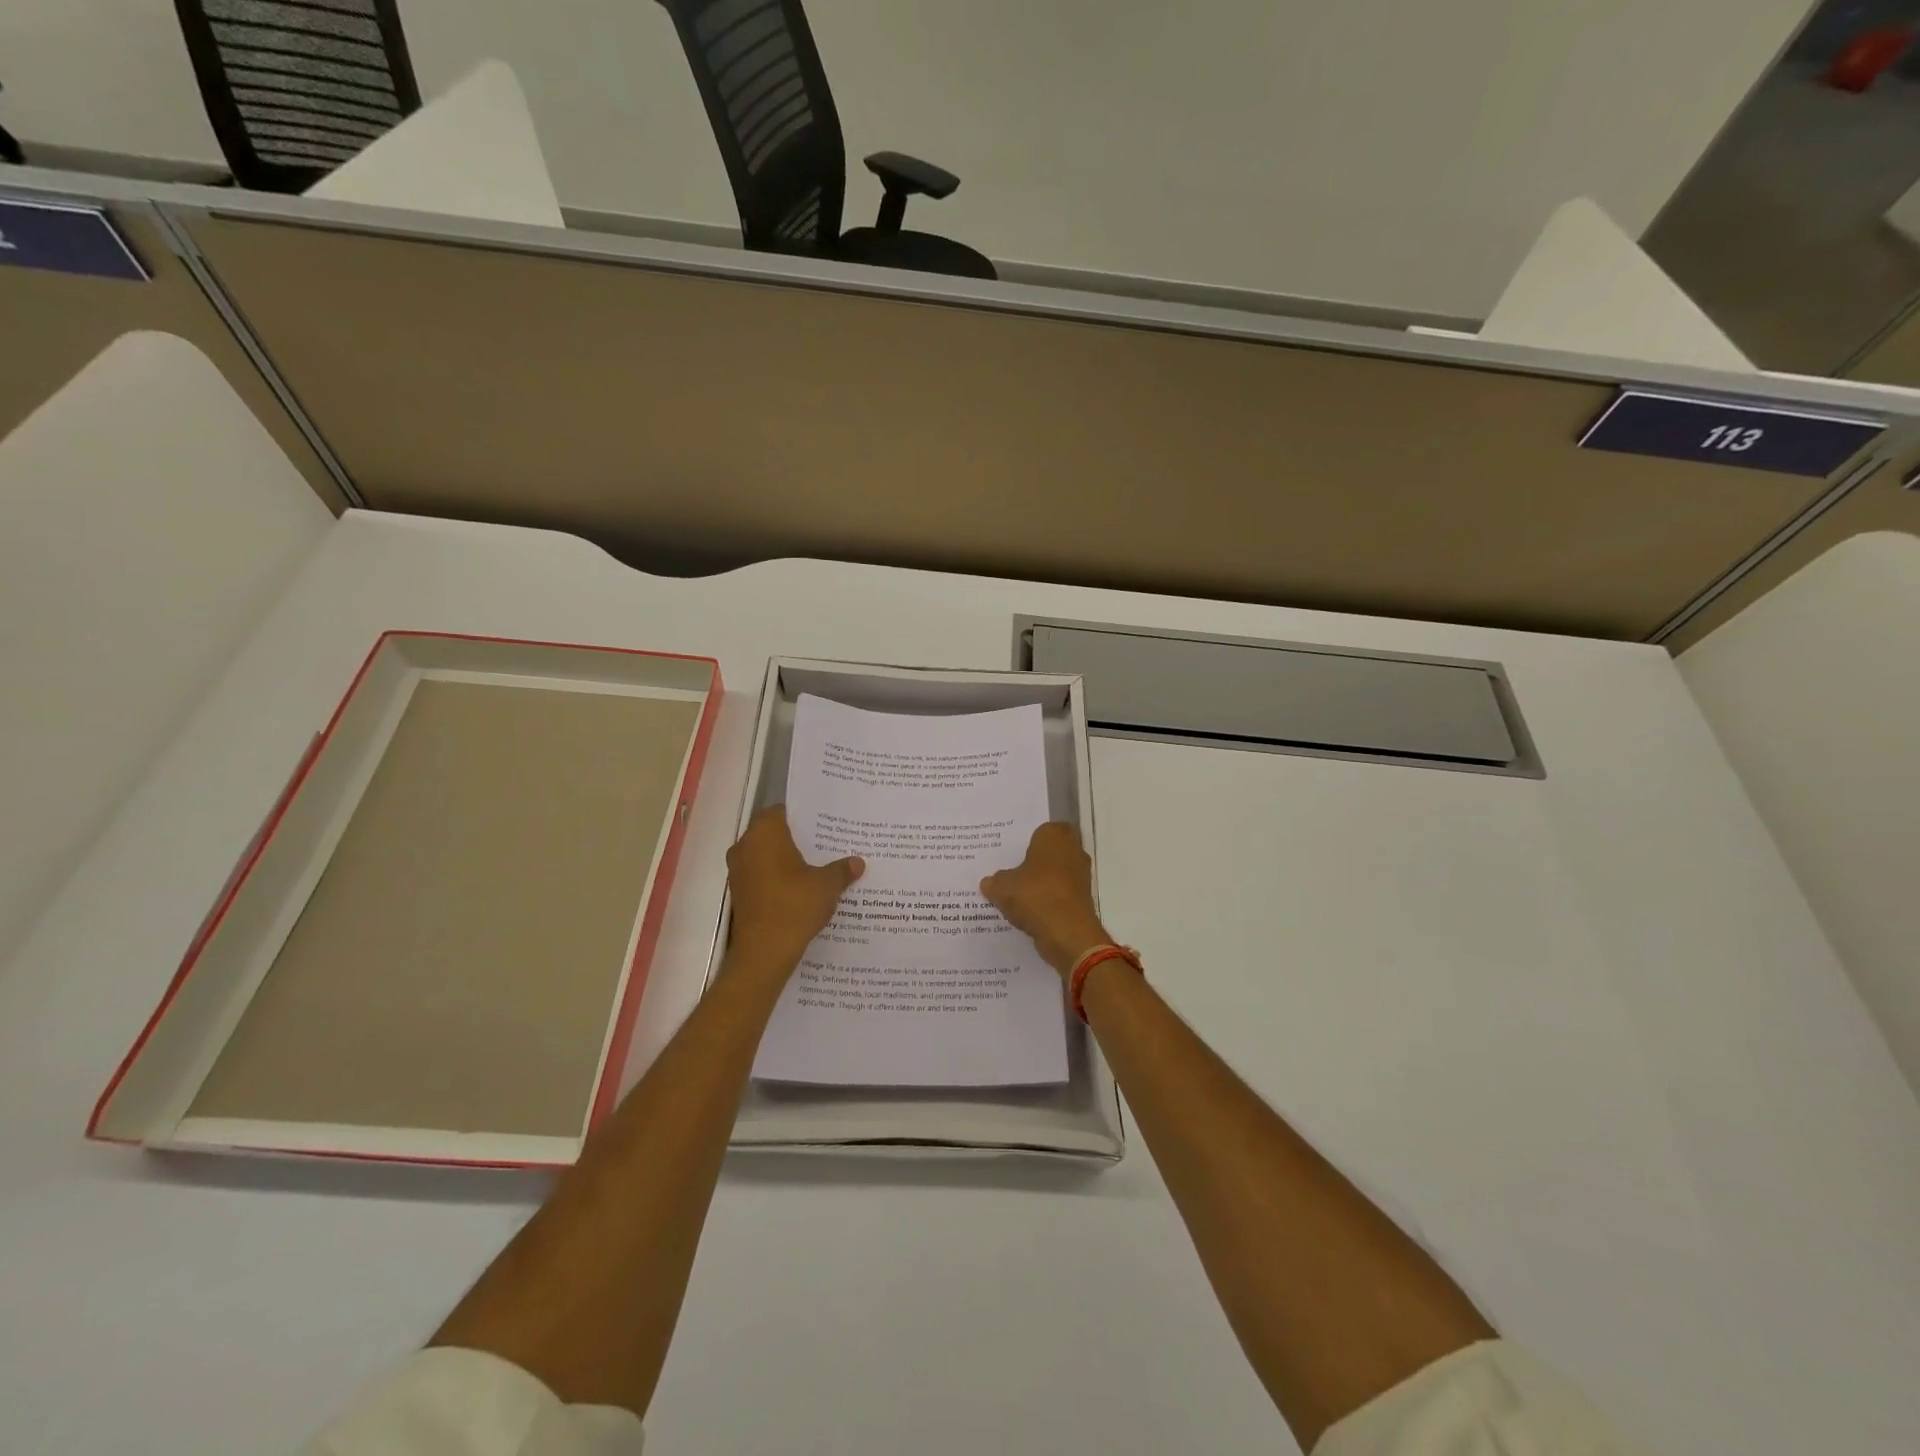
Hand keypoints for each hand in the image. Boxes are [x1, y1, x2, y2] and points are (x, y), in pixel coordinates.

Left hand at [725, 807, 863, 975]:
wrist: (763, 953)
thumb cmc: (794, 906)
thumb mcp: (827, 885)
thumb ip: (841, 869)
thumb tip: (857, 862)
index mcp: (765, 833)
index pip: (783, 811)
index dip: (804, 816)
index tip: (825, 823)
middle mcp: (745, 846)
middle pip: (774, 832)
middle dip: (798, 838)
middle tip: (827, 843)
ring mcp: (738, 871)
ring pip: (766, 855)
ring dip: (787, 859)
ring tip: (819, 865)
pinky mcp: (739, 892)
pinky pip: (762, 875)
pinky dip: (779, 877)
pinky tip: (802, 888)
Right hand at [980, 822, 1111, 978]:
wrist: (1067, 933)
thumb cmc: (1035, 895)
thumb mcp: (1002, 887)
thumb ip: (995, 881)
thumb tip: (989, 882)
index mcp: (1055, 836)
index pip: (1044, 829)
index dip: (1030, 839)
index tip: (1014, 851)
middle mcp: (1073, 851)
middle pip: (1051, 852)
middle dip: (1035, 861)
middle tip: (1011, 869)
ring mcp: (1080, 876)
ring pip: (1056, 874)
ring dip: (1042, 882)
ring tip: (1017, 893)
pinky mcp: (1082, 900)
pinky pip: (1060, 894)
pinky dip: (1048, 900)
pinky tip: (1028, 911)